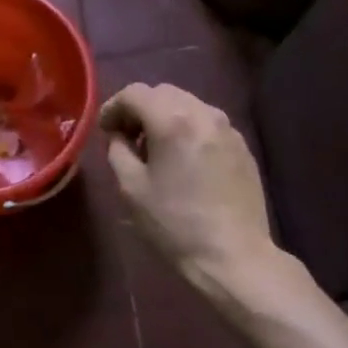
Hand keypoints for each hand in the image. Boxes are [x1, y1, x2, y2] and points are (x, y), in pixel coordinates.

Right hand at [100, 83, 276, 305]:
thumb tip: (119, 135)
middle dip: (140, 109)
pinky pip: (207, 124)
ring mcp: (228, 129)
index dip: (113, 107)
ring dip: (165, 118)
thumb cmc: (174, 224)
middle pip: (163, 92)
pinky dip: (188, 130)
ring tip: (156, 151)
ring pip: (188, 105)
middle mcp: (204, 113)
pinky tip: (183, 162)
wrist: (232, 255)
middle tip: (128, 139)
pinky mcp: (242, 146)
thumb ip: (118, 150)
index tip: (106, 131)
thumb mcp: (131, 188)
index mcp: (172, 120)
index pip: (135, 93)